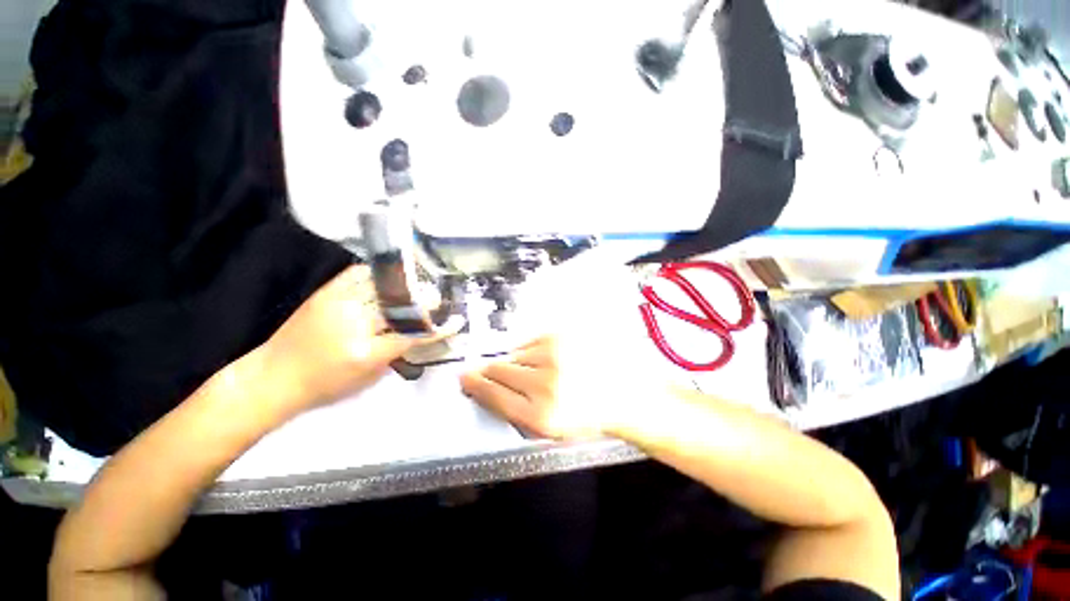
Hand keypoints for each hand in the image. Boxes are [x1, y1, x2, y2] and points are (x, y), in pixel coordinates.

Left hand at [259, 265, 448, 415]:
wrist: (272, 378)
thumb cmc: (323, 385)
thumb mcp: (368, 378)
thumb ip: (396, 353)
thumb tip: (417, 334)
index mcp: (366, 352)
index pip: (413, 336)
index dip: (439, 329)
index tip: (457, 321)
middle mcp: (354, 323)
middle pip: (401, 305)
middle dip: (425, 300)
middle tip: (437, 299)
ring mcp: (338, 303)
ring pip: (382, 285)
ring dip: (406, 283)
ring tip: (419, 283)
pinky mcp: (326, 293)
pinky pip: (357, 274)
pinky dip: (378, 273)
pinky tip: (389, 275)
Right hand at [461, 336, 640, 439]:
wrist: (625, 392)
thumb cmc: (586, 415)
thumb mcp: (549, 429)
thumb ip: (513, 410)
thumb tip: (482, 386)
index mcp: (541, 416)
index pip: (493, 395)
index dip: (475, 385)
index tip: (464, 378)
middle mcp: (545, 383)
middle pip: (498, 370)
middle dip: (488, 371)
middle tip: (485, 370)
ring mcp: (554, 355)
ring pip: (514, 354)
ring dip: (515, 362)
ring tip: (535, 370)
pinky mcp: (562, 336)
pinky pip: (529, 341)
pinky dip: (530, 350)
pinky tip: (546, 359)